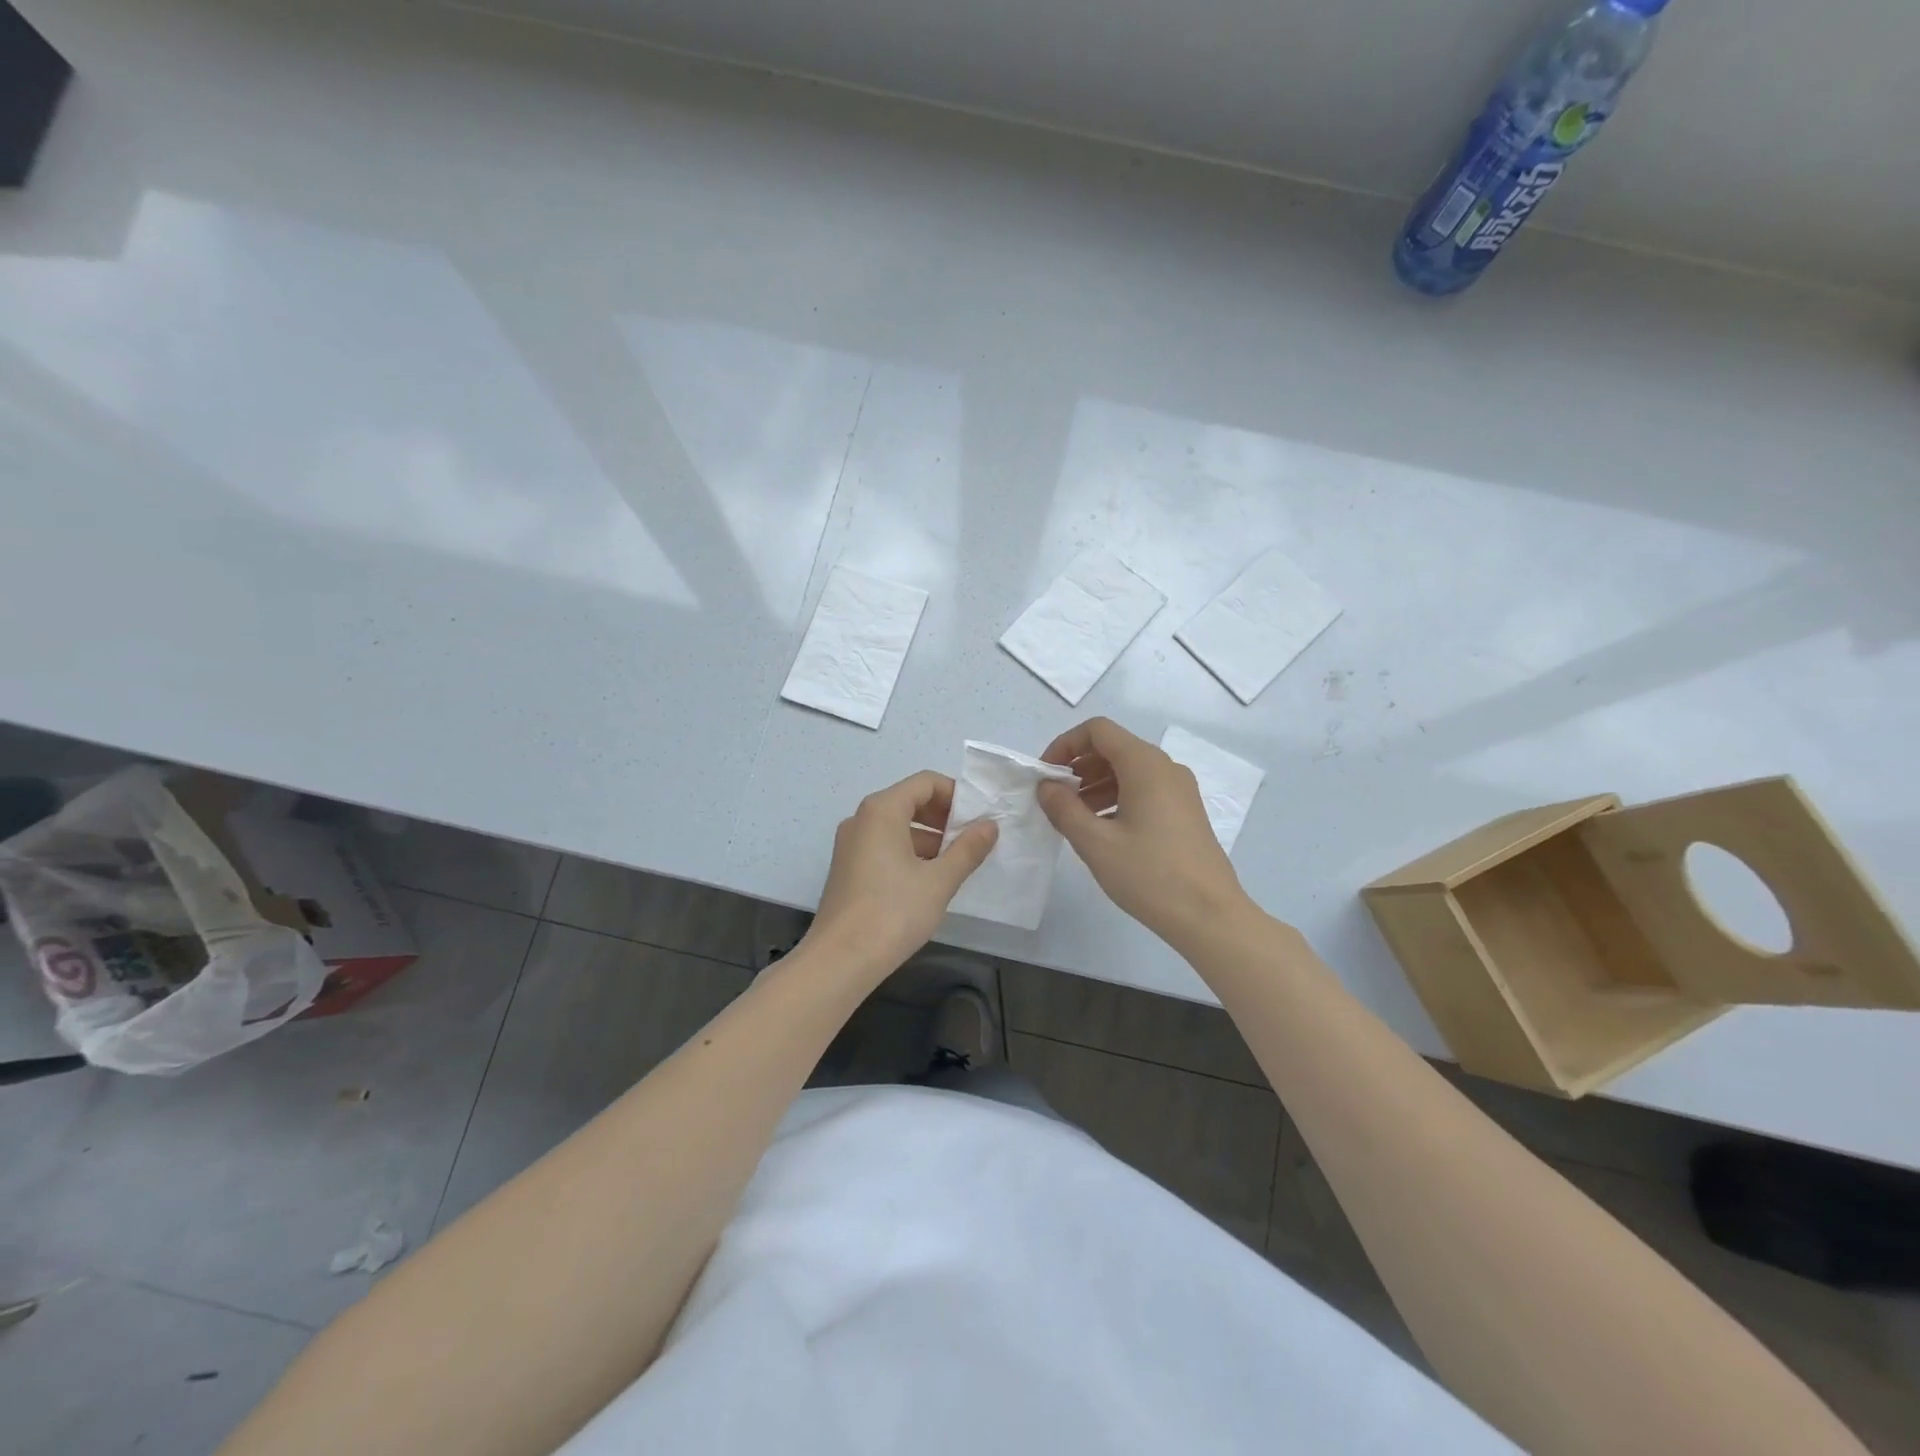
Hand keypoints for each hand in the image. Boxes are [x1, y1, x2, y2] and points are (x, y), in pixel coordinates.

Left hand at [807, 771, 998, 981]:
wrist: (840, 960)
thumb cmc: (893, 912)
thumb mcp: (939, 880)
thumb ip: (967, 849)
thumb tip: (990, 825)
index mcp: (882, 810)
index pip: (925, 782)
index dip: (956, 795)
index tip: (979, 818)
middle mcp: (861, 819)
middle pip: (909, 801)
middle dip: (944, 817)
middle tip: (972, 840)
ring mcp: (850, 844)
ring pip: (896, 826)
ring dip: (929, 837)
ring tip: (957, 863)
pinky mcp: (848, 868)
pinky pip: (883, 846)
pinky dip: (909, 853)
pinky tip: (929, 880)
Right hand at [1038, 717, 1252, 948]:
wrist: (1209, 916)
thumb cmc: (1149, 875)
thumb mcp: (1095, 842)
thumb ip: (1063, 808)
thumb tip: (1046, 786)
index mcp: (1145, 765)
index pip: (1098, 730)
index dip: (1065, 744)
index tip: (1045, 774)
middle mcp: (1165, 768)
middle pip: (1114, 748)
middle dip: (1078, 766)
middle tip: (1055, 797)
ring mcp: (1179, 790)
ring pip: (1129, 770)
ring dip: (1095, 784)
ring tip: (1073, 817)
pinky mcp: (1185, 812)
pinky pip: (1144, 790)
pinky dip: (1116, 798)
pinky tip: (1102, 829)